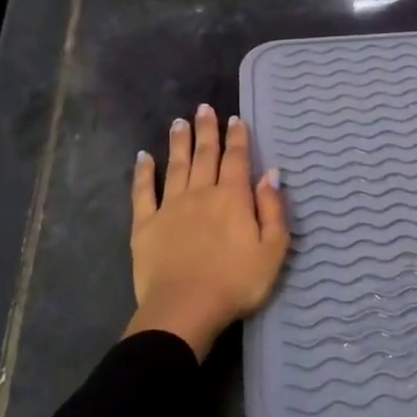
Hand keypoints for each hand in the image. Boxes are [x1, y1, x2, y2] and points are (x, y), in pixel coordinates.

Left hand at [127, 104, 288, 359]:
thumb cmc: (237, 282)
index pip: (237, 160)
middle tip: (205, 108)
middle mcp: (201, 193)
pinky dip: (143, 173)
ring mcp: (170, 207)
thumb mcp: (273, 249)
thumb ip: (273, 209)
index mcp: (233, 198)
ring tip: (179, 122)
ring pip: (176, 166)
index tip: (235, 119)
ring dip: (179, 143)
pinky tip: (143, 157)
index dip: (238, 138)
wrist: (186, 308)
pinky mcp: (146, 225)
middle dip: (207, 131)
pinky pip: (143, 192)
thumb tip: (271, 174)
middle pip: (205, 156)